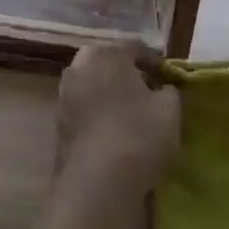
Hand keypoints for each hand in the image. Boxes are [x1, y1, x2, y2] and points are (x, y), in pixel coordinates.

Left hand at [56, 44, 179, 199]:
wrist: (97, 181)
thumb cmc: (139, 134)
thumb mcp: (170, 109)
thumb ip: (169, 91)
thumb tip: (163, 89)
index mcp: (106, 53)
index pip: (135, 48)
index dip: (154, 62)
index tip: (168, 79)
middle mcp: (79, 66)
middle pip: (108, 64)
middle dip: (127, 75)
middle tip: (148, 94)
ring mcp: (64, 94)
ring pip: (93, 87)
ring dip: (109, 95)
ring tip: (131, 117)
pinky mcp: (58, 123)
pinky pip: (84, 111)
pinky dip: (98, 116)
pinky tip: (113, 135)